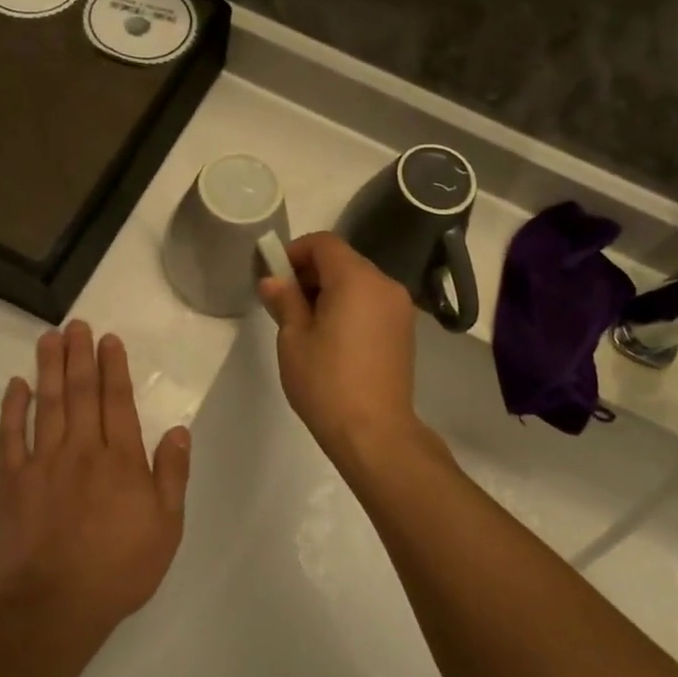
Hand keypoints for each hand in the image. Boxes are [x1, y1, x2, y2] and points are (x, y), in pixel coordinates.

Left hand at [0, 321, 191, 633]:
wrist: (54, 607)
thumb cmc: (119, 569)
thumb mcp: (166, 528)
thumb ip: (172, 475)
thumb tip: (179, 430)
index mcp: (121, 461)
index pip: (118, 402)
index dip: (114, 368)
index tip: (109, 340)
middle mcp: (82, 451)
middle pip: (82, 393)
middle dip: (80, 355)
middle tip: (77, 324)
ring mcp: (43, 463)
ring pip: (48, 404)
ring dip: (50, 368)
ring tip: (49, 338)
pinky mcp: (12, 482)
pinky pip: (11, 436)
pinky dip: (13, 408)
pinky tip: (16, 385)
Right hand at [257, 233, 423, 463]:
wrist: (375, 432)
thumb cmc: (327, 382)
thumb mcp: (293, 339)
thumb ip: (284, 301)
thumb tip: (273, 280)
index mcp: (356, 279)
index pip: (324, 243)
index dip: (295, 251)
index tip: (274, 275)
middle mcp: (384, 284)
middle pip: (343, 260)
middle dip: (311, 271)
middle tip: (284, 300)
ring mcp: (399, 307)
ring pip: (359, 281)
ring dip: (330, 289)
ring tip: (306, 322)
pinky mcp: (404, 330)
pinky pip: (372, 301)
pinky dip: (350, 305)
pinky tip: (332, 335)